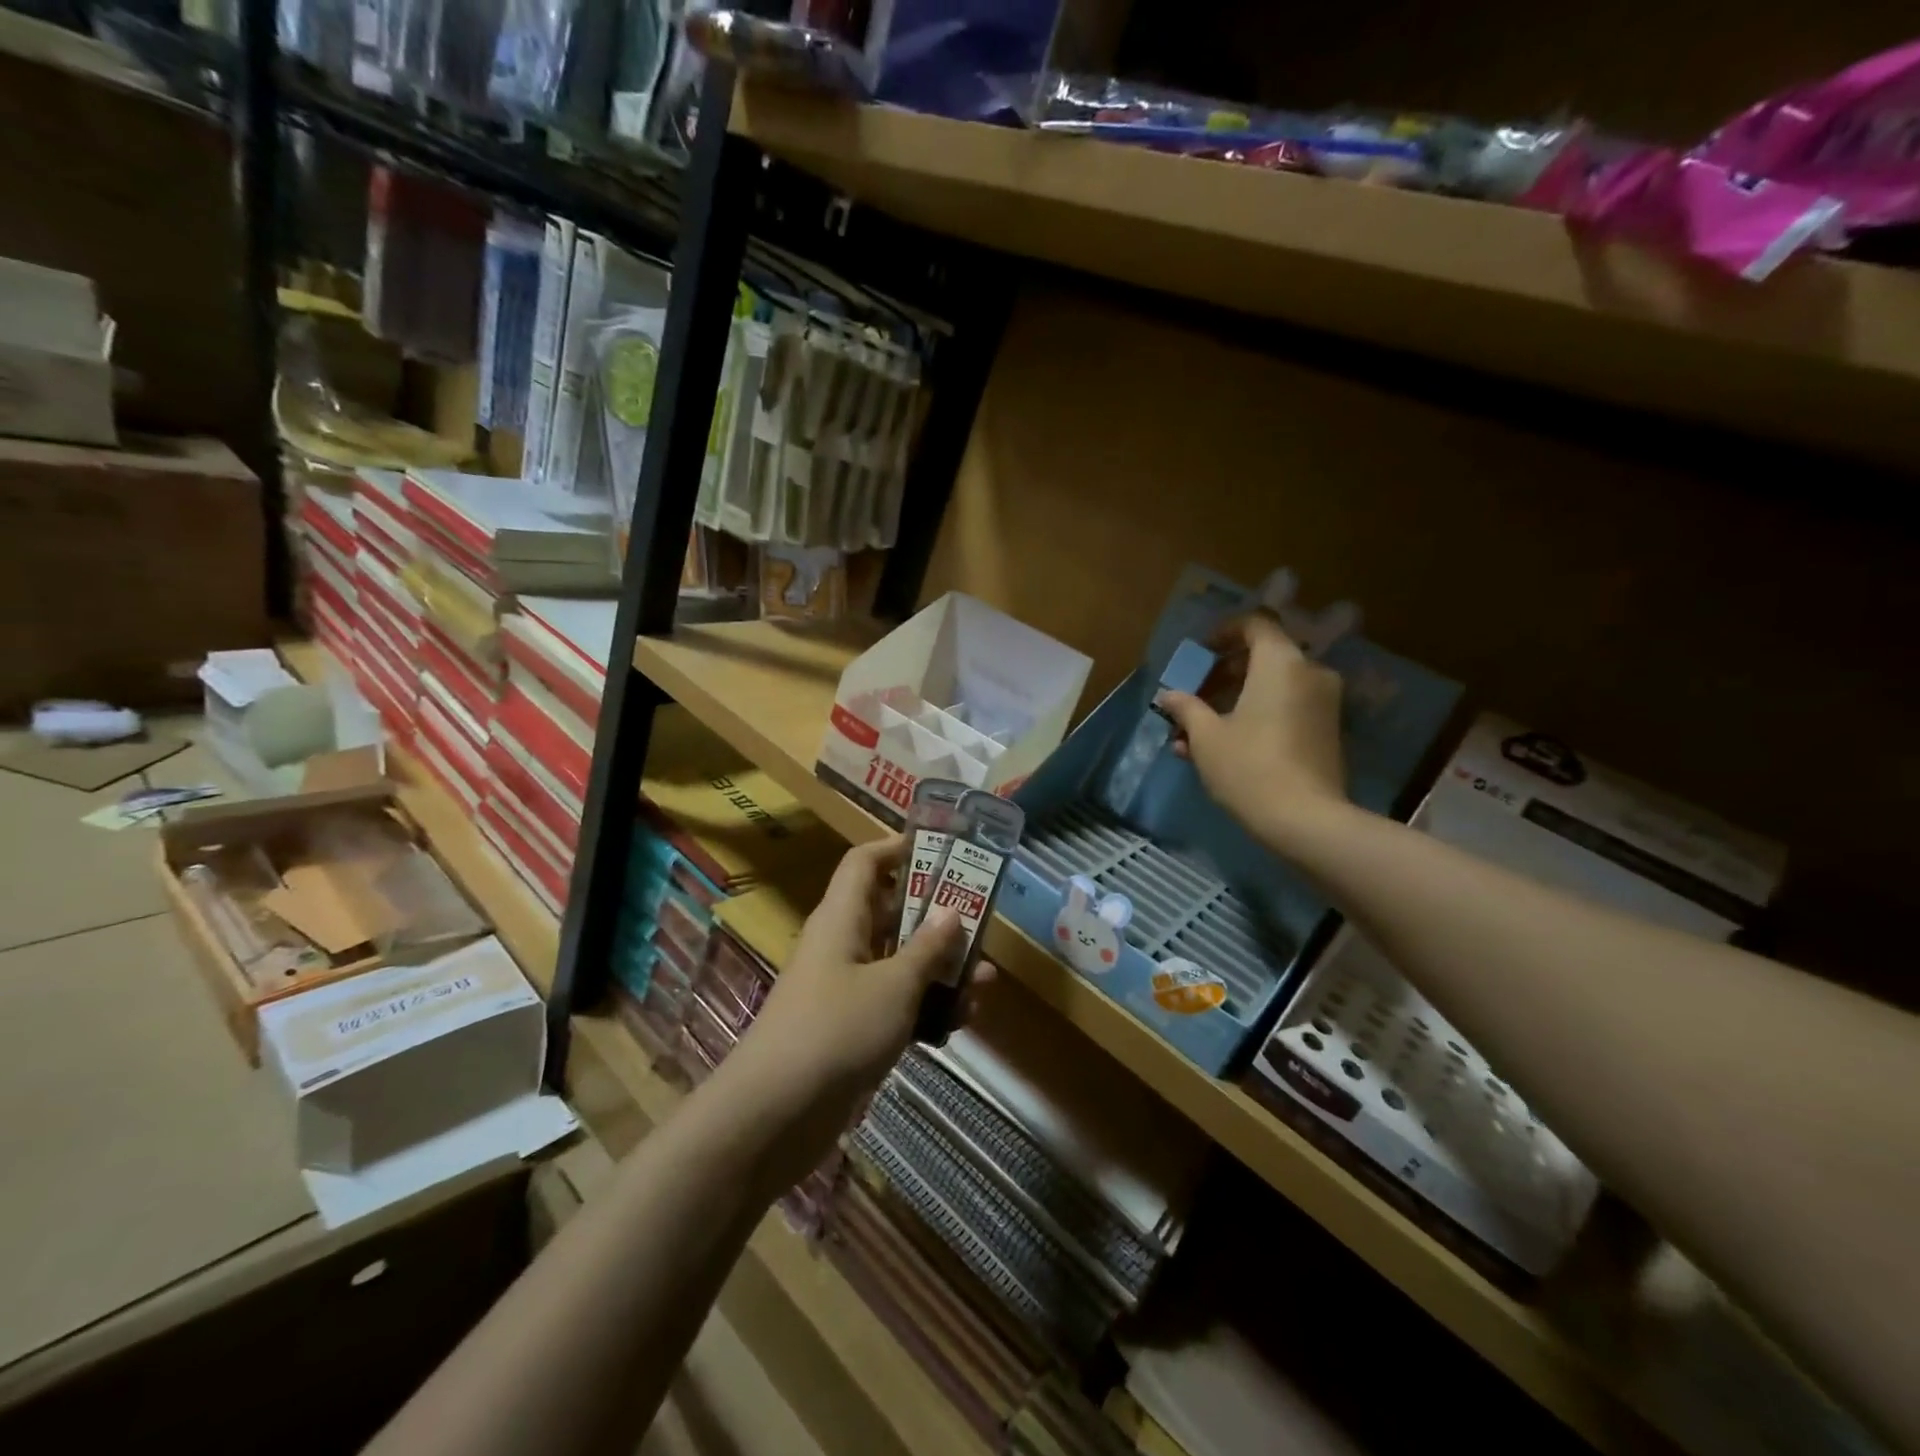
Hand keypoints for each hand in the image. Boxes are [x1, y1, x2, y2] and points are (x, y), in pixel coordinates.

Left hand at [727, 835, 974, 1170]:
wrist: (774, 1114)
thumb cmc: (836, 1030)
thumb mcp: (893, 985)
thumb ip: (927, 949)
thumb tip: (951, 910)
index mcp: (842, 918)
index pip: (865, 863)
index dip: (898, 849)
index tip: (942, 851)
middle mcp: (842, 945)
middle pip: (892, 914)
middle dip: (937, 919)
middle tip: (982, 923)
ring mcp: (845, 990)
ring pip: (899, 964)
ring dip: (940, 970)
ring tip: (985, 982)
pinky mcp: (851, 1031)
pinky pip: (894, 1005)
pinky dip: (924, 1009)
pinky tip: (960, 1024)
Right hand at [1157, 612, 1351, 848]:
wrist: (1305, 820)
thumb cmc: (1249, 767)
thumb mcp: (1206, 736)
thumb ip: (1186, 708)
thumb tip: (1168, 696)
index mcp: (1281, 662)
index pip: (1255, 625)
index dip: (1223, 633)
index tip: (1199, 654)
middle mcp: (1310, 673)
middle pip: (1262, 658)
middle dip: (1223, 675)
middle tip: (1193, 696)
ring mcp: (1323, 703)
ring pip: (1272, 688)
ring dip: (1234, 701)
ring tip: (1196, 732)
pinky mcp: (1326, 731)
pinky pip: (1286, 709)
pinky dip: (1256, 716)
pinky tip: (1221, 748)